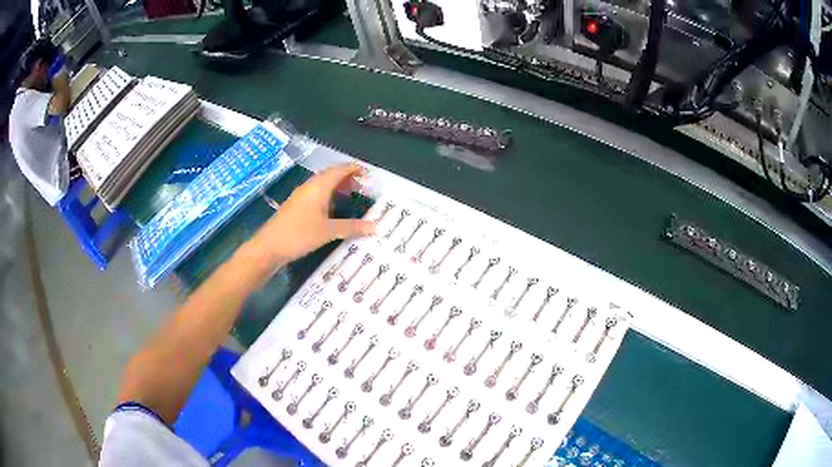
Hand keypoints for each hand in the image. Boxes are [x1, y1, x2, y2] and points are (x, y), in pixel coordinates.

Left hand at [251, 163, 375, 266]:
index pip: (340, 170)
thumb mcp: (328, 232)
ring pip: (322, 184)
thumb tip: (375, 227)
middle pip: (331, 174)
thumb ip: (352, 227)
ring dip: (337, 186)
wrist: (268, 246)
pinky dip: (328, 195)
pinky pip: (316, 193)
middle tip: (362, 187)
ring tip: (350, 196)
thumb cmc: (299, 234)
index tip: (368, 175)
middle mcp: (310, 186)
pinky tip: (331, 209)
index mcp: (319, 186)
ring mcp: (301, 196)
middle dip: (347, 177)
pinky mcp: (296, 206)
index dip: (354, 169)